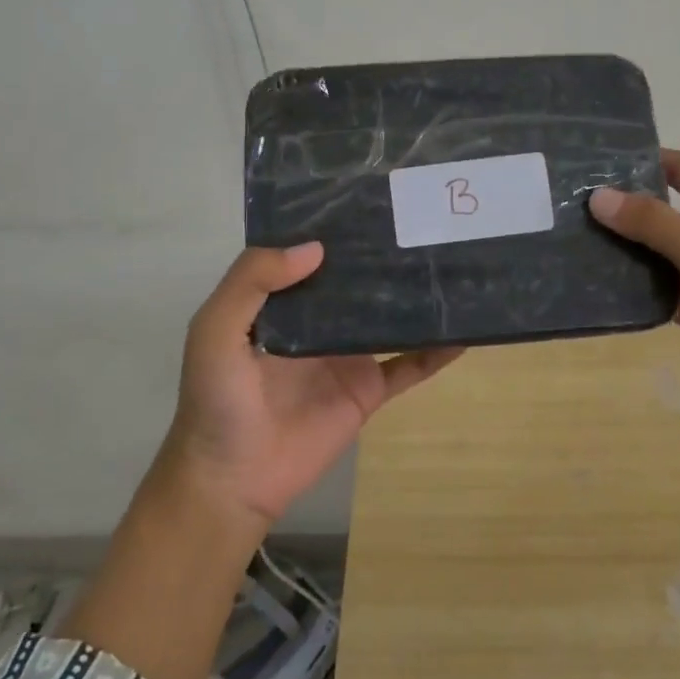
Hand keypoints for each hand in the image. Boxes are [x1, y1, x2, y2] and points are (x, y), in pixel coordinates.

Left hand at [160, 243, 464, 524]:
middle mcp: (318, 322)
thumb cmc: (218, 401)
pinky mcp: (368, 390)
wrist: (234, 480)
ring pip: (388, 317)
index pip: (311, 254)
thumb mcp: (215, 331)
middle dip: (383, 255)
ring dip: (415, 296)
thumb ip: (251, 282)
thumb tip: (316, 248)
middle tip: (424, 218)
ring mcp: (348, 356)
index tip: (370, 197)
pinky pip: (409, 366)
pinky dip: (436, 351)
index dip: (334, 228)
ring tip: (452, 262)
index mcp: (281, 302)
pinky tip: (464, 331)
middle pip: (357, 281)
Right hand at [590, 149, 679, 460]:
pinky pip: (665, 294)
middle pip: (668, 213)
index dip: (644, 160)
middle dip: (625, 208)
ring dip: (627, 250)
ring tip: (574, 242)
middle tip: (568, 205)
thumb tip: (599, 197)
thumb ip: (659, 227)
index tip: (592, 159)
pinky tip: (602, 288)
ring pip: (662, 255)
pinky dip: (638, 291)